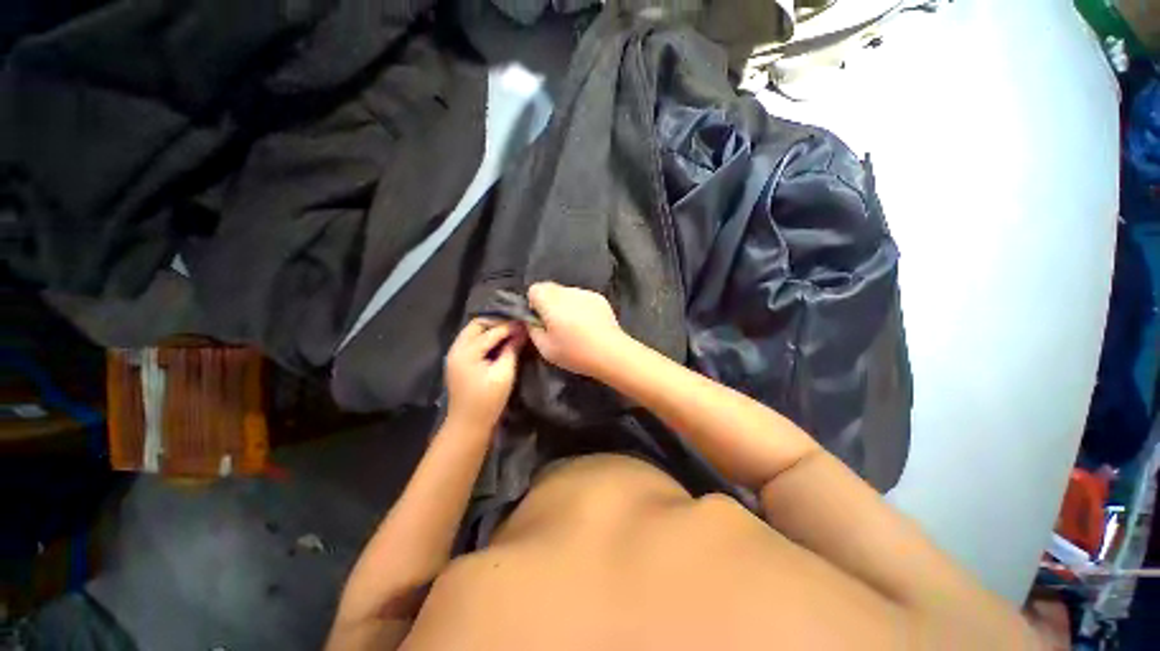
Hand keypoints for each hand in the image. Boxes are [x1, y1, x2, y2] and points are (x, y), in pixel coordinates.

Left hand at [445, 319, 525, 427]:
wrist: (468, 424)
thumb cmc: (488, 400)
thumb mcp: (504, 374)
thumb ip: (512, 349)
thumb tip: (522, 331)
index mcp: (467, 352)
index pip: (491, 331)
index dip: (510, 326)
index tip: (525, 322)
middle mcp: (456, 348)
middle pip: (476, 325)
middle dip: (496, 322)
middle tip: (515, 326)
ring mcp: (454, 354)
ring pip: (472, 331)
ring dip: (490, 329)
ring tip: (509, 332)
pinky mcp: (457, 361)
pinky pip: (470, 341)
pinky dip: (484, 337)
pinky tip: (498, 343)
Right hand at [526, 282, 627, 377]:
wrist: (610, 352)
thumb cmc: (574, 352)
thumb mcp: (544, 348)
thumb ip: (533, 330)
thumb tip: (531, 320)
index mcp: (551, 301)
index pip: (534, 289)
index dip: (534, 303)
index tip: (540, 320)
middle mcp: (567, 291)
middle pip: (551, 289)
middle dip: (549, 303)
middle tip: (555, 324)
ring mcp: (585, 293)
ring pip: (567, 293)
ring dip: (565, 304)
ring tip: (574, 326)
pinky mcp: (599, 298)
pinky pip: (582, 298)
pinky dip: (580, 307)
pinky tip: (588, 324)